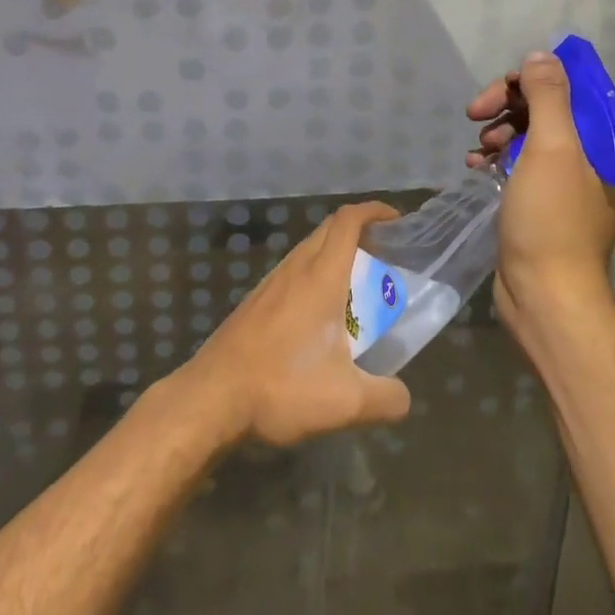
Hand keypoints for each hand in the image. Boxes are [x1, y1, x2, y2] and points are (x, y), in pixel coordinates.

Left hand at [176, 201, 411, 448]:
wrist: (211, 398)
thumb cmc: (282, 386)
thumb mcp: (346, 402)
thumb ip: (386, 398)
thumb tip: (402, 396)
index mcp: (321, 277)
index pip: (348, 221)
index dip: (374, 211)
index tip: (396, 220)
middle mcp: (295, 269)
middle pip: (329, 229)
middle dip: (359, 232)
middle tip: (384, 257)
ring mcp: (270, 284)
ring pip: (308, 251)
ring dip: (335, 256)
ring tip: (356, 289)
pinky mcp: (254, 302)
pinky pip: (292, 273)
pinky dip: (314, 277)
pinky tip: (318, 317)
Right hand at [467, 52, 614, 341]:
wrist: (544, 297)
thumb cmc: (551, 220)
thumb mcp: (551, 149)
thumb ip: (548, 96)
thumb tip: (541, 55)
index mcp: (607, 142)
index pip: (574, 87)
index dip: (535, 77)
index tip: (501, 87)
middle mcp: (592, 157)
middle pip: (547, 108)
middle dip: (509, 105)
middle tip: (475, 112)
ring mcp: (565, 181)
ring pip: (529, 134)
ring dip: (499, 131)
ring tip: (479, 149)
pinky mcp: (541, 202)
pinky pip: (519, 163)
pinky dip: (496, 159)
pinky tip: (475, 166)